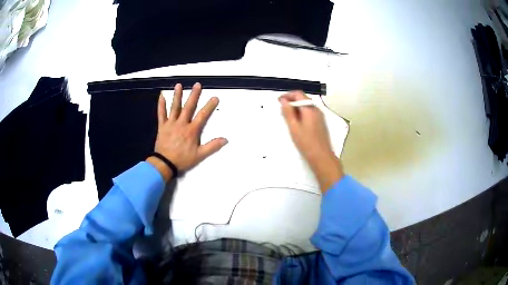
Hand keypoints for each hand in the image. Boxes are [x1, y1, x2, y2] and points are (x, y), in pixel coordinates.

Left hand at [147, 83, 227, 180]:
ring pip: (174, 107)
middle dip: (194, 95)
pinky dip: (161, 105)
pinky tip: (161, 96)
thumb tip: (225, 139)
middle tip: (197, 85)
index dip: (209, 106)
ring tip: (179, 85)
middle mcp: (182, 123)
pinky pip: (161, 114)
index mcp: (192, 130)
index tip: (215, 97)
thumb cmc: (182, 159)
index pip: (203, 115)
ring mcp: (171, 124)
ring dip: (177, 96)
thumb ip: (212, 146)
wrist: (165, 164)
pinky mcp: (162, 126)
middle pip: (188, 107)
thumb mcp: (200, 155)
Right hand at [279, 91, 343, 192]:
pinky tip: (296, 122)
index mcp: (310, 109)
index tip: (279, 101)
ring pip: (306, 106)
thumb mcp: (294, 127)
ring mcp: (320, 116)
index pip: (298, 94)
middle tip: (281, 108)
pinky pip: (310, 112)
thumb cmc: (306, 143)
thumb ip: (288, 113)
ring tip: (287, 115)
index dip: (287, 95)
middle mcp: (316, 110)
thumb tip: (283, 101)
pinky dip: (302, 113)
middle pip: (303, 98)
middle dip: (292, 100)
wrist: (322, 157)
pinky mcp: (320, 122)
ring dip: (296, 107)